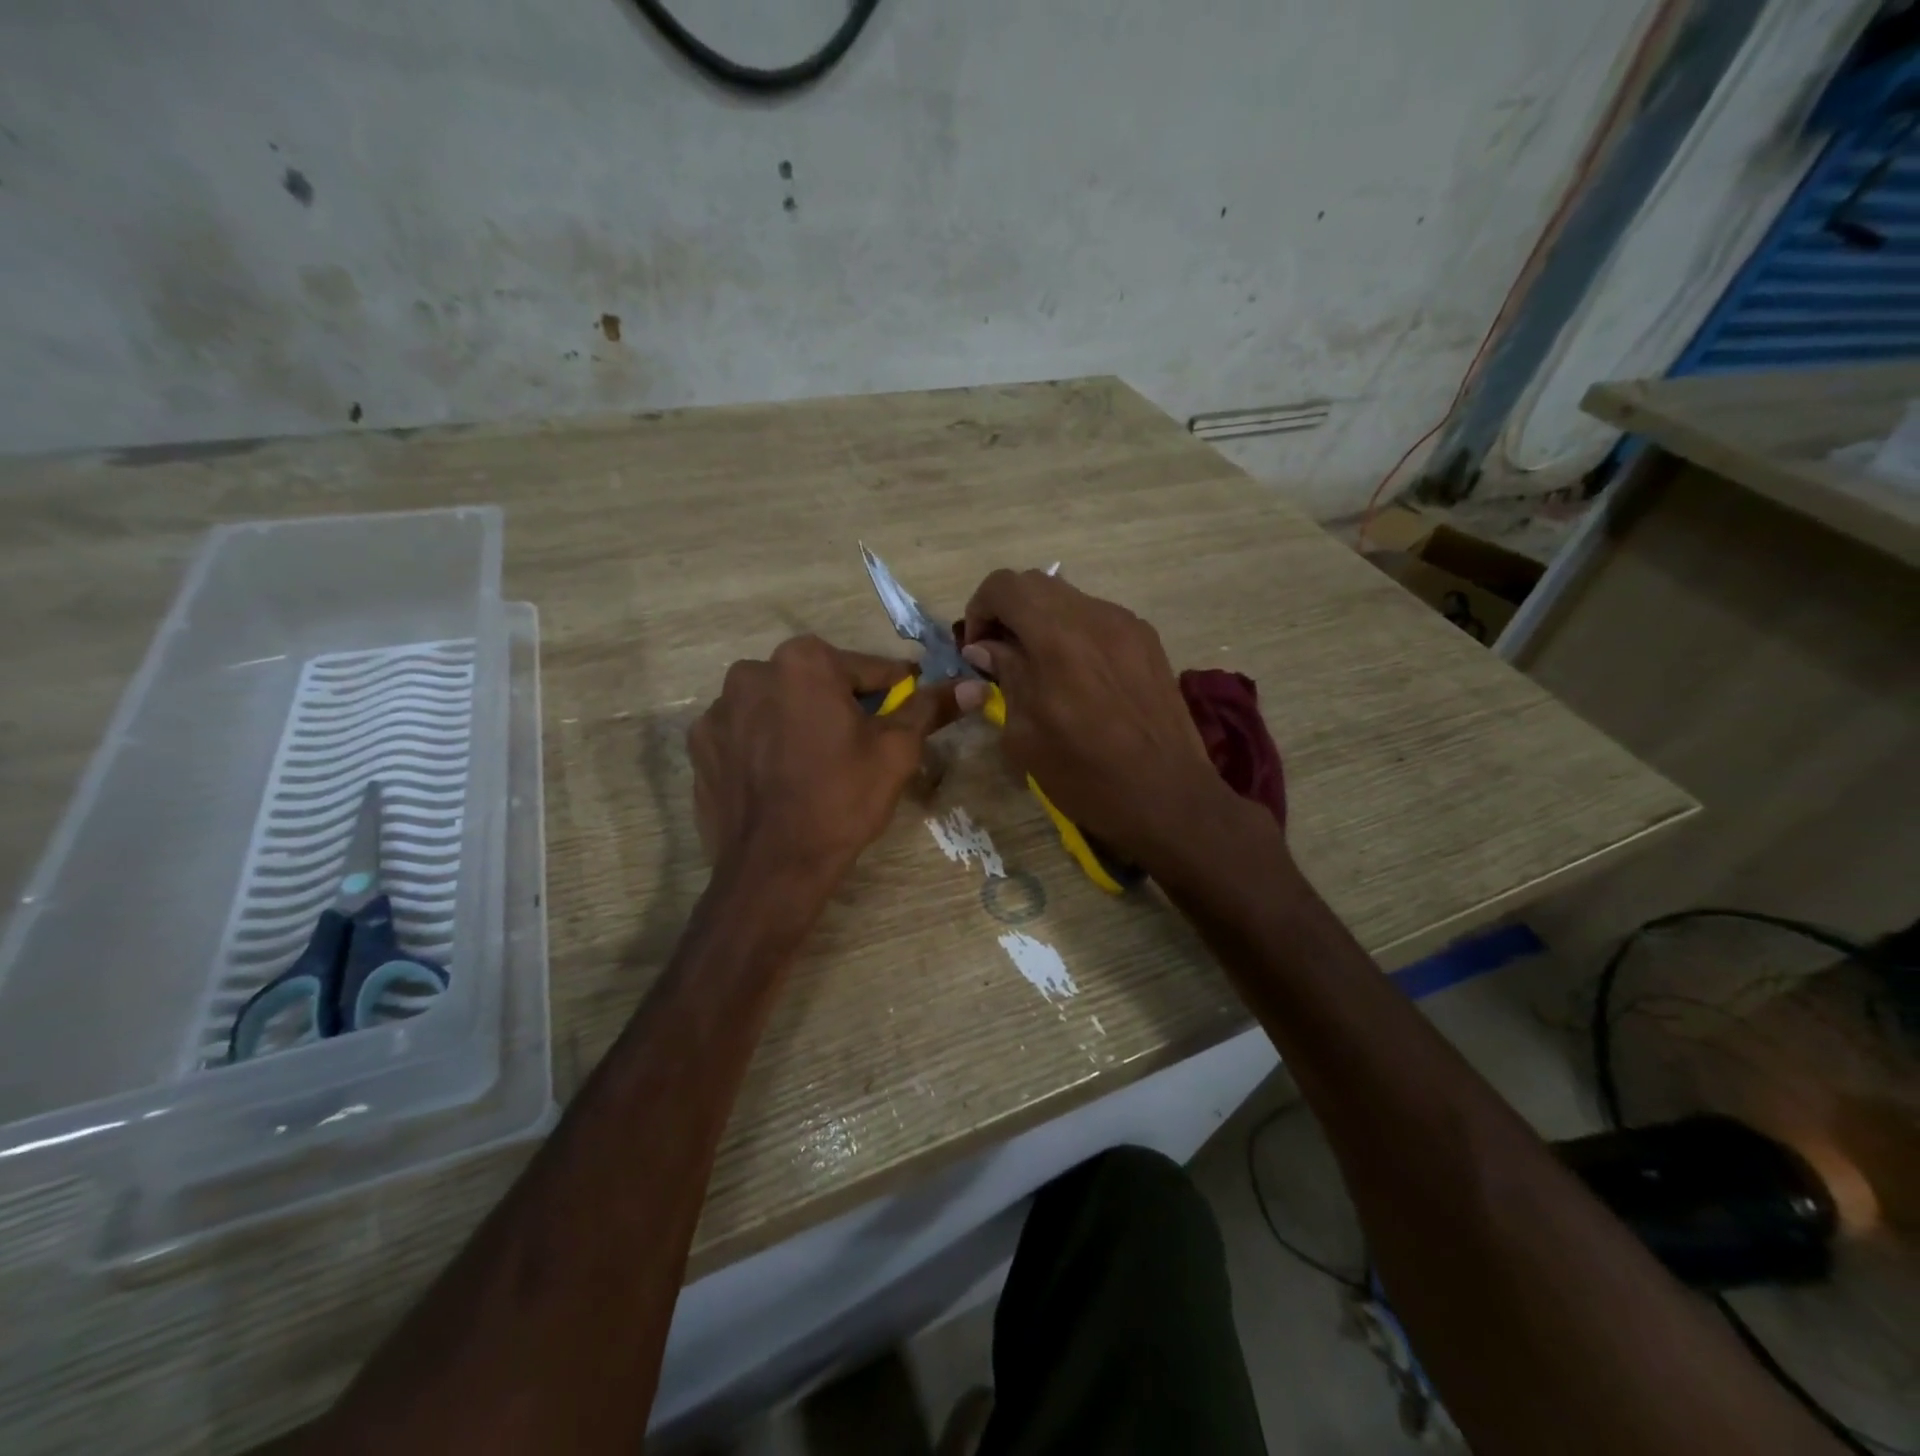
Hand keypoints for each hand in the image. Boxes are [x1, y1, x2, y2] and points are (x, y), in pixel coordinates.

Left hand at [688, 636, 957, 889]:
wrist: (773, 867)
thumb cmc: (842, 799)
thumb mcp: (896, 751)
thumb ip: (929, 708)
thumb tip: (972, 684)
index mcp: (803, 661)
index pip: (868, 669)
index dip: (894, 692)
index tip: (907, 712)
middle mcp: (753, 671)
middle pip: (817, 682)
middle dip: (841, 706)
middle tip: (860, 747)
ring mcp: (719, 709)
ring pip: (779, 706)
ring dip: (800, 722)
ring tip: (816, 766)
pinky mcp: (700, 745)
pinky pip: (746, 733)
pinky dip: (765, 746)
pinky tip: (779, 779)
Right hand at [955, 570, 1237, 870]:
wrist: (1168, 796)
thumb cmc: (1085, 775)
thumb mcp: (1025, 735)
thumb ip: (1005, 677)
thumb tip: (985, 648)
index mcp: (1057, 638)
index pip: (1004, 585)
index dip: (979, 609)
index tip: (977, 649)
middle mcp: (1095, 617)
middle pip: (1037, 584)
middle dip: (1008, 612)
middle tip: (1001, 655)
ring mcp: (1128, 625)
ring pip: (1070, 600)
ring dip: (1043, 622)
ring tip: (1040, 668)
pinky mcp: (1149, 641)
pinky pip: (1099, 619)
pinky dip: (1075, 634)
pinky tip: (1078, 677)